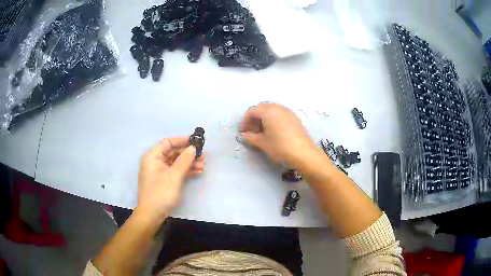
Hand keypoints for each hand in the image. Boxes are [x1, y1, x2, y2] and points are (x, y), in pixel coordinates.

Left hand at [135, 137, 204, 222]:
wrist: (152, 215)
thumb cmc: (161, 193)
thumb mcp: (174, 176)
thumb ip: (184, 160)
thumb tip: (193, 148)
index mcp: (153, 156)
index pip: (168, 142)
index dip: (182, 141)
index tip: (196, 142)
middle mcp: (155, 161)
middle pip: (173, 152)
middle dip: (188, 154)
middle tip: (204, 155)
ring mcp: (159, 171)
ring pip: (176, 162)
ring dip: (189, 163)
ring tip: (204, 164)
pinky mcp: (164, 180)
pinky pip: (175, 171)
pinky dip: (186, 171)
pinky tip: (198, 171)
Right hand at [239, 103, 315, 165]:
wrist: (303, 153)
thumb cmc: (280, 147)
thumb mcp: (262, 143)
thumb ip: (250, 137)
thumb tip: (243, 135)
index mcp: (268, 111)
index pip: (251, 111)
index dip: (244, 121)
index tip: (242, 132)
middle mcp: (278, 107)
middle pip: (261, 109)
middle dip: (254, 119)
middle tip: (251, 132)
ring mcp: (288, 111)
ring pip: (271, 111)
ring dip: (264, 119)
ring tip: (262, 133)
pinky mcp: (294, 118)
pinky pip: (280, 114)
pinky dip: (273, 120)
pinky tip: (273, 132)